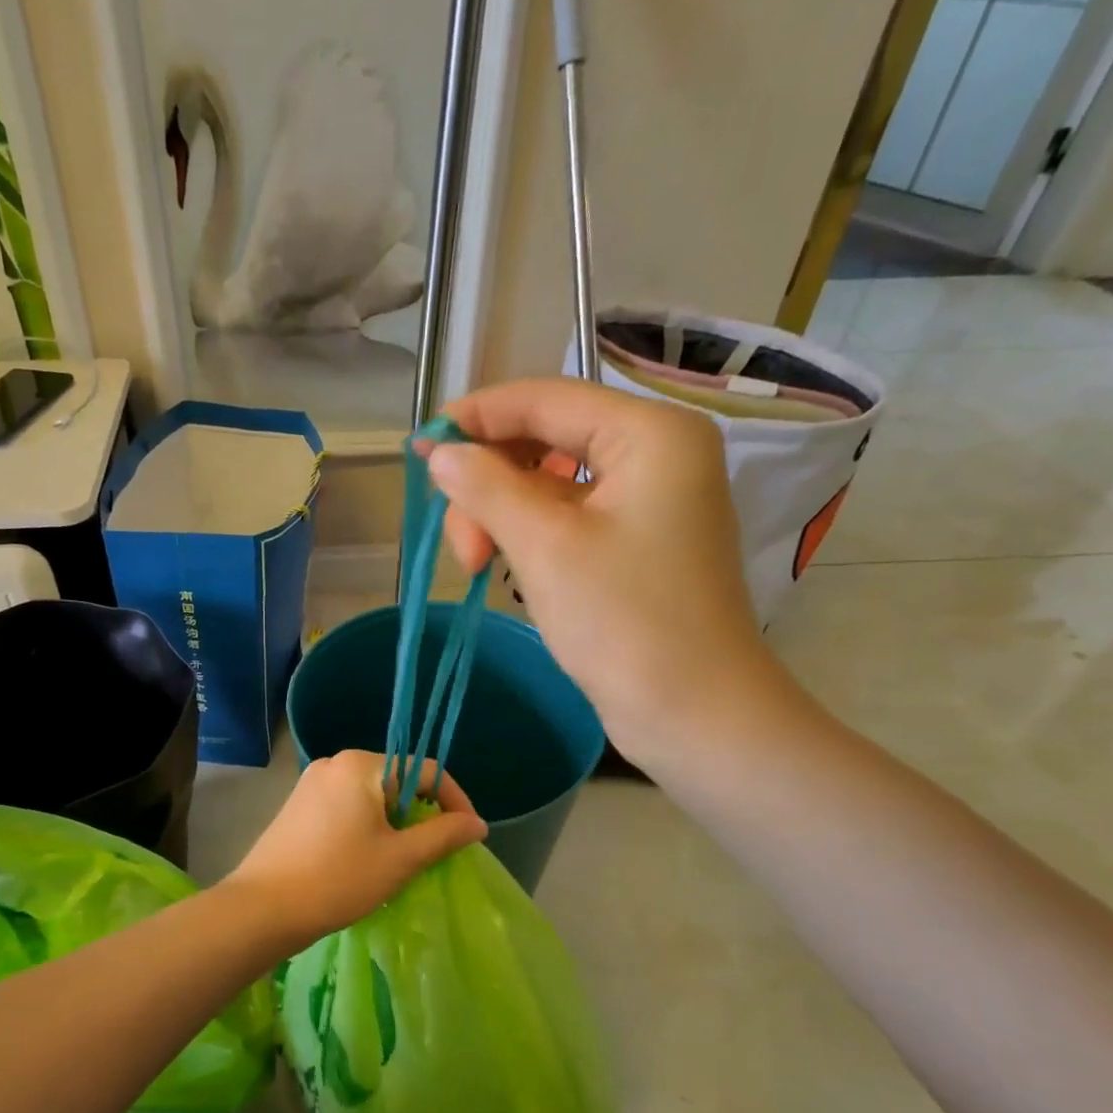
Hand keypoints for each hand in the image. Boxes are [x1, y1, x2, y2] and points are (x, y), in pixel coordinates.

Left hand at [225, 750, 486, 946]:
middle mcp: (335, 762)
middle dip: (420, 813)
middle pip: (397, 779)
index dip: (454, 801)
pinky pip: (346, 804)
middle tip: (432, 852)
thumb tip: (477, 824)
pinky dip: (366, 824)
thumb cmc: (338, 879)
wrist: (263, 908)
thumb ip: (443, 835)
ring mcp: (312, 782)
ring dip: (393, 822)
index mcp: (361, 764)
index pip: (426, 770)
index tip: (468, 835)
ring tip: (400, 859)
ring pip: (371, 794)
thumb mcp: (400, 859)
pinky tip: (365, 857)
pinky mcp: (298, 804)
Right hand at [418, 377, 801, 769]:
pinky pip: (569, 519)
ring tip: (477, 566)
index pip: (546, 399)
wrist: (692, 713)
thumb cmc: (624, 622)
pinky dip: (530, 536)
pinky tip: (506, 567)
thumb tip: (438, 451)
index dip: (477, 418)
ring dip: (504, 515)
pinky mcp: (637, 545)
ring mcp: (649, 502)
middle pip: (546, 440)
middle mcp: (656, 454)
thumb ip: (486, 487)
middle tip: (461, 545)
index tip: (420, 449)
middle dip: (490, 485)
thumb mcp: (544, 546)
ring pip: (551, 484)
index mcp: (650, 434)